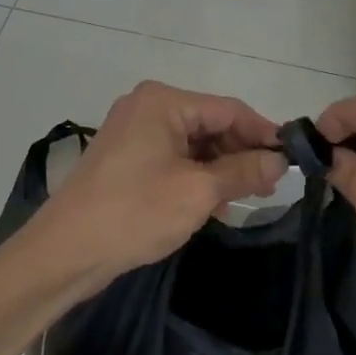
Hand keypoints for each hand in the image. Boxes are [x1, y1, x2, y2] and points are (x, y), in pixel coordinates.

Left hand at [43, 82, 286, 281]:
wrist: (64, 252)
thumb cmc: (134, 212)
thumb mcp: (198, 191)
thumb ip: (243, 171)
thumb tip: (279, 161)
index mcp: (163, 102)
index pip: (228, 109)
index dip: (263, 133)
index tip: (291, 159)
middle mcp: (148, 108)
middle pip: (210, 125)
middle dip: (241, 154)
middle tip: (270, 186)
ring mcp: (134, 134)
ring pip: (194, 145)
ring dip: (221, 169)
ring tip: (247, 198)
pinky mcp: (126, 160)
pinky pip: (174, 159)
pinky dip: (196, 177)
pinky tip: (215, 204)